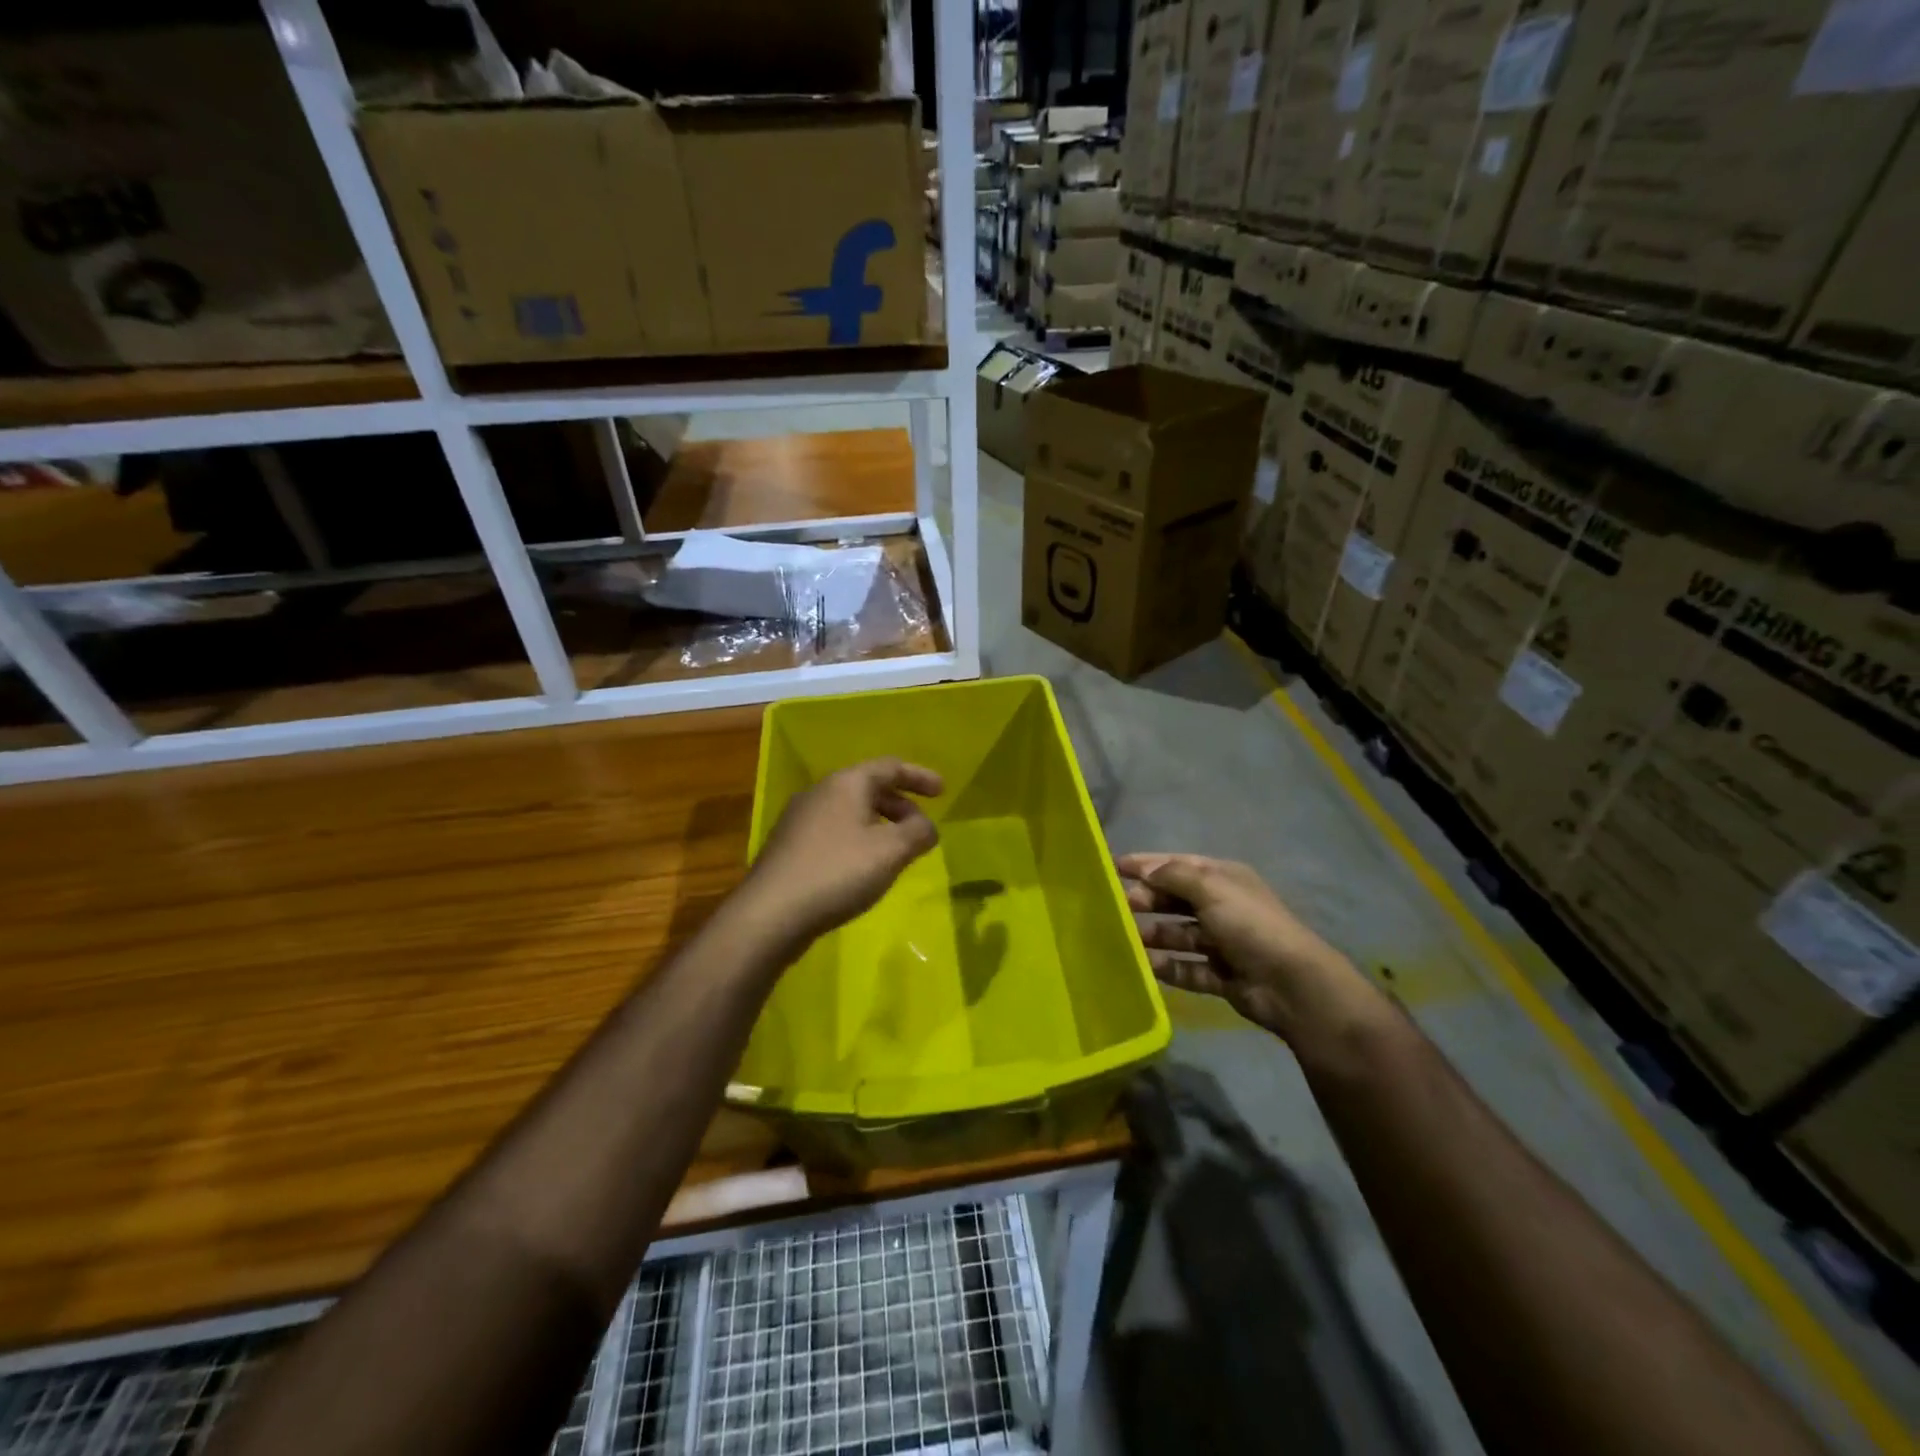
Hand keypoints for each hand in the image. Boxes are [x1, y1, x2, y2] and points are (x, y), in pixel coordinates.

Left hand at [745, 759, 944, 945]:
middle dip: (900, 805)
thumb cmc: (837, 873)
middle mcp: (820, 792)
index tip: (943, 792)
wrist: (770, 914)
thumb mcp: (891, 852)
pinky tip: (862, 868)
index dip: (919, 776)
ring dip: (879, 824)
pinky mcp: (788, 846)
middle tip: (921, 828)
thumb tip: (928, 827)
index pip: (890, 767)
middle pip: (868, 787)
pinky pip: (833, 831)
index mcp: (846, 783)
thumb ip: (918, 833)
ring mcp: (799, 819)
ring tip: (896, 850)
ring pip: (850, 810)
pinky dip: (858, 839)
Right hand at [1117, 852, 1381, 1041]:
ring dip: (1154, 935)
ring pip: (1179, 935)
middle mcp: (1222, 907)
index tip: (1113, 866)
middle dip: (1148, 901)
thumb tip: (1145, 871)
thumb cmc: (1250, 925)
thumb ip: (1174, 876)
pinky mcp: (1222, 976)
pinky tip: (1146, 966)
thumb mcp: (1211, 888)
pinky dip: (1168, 967)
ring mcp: (1223, 943)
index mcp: (1224, 879)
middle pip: (1176, 900)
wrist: (1292, 984)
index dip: (1146, 864)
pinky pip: (1187, 968)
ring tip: (1125, 939)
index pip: (1178, 865)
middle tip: (1118, 907)